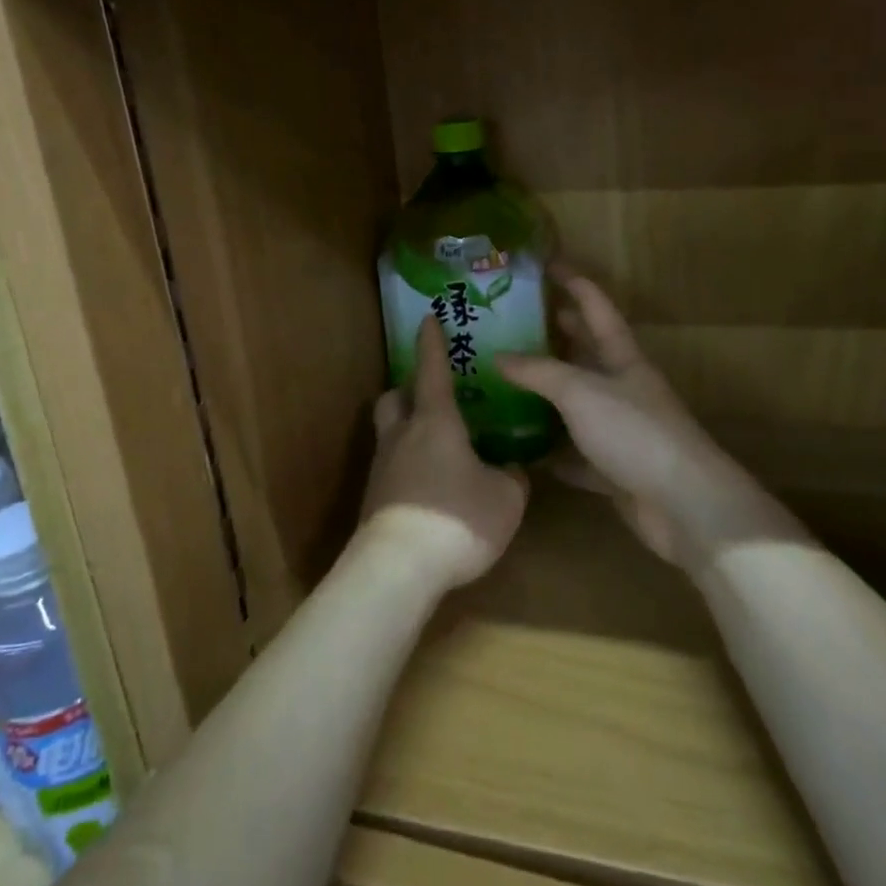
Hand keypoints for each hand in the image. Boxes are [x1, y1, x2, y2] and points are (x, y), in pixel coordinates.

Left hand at [359, 317, 527, 590]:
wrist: (398, 568)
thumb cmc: (458, 518)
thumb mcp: (506, 499)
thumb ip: (512, 478)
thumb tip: (512, 470)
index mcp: (435, 422)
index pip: (432, 369)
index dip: (432, 343)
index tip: (427, 318)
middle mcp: (402, 436)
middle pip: (394, 398)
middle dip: (408, 390)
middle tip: (432, 397)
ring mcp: (382, 468)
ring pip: (389, 434)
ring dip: (407, 431)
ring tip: (437, 449)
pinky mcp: (373, 501)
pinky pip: (391, 469)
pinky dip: (408, 468)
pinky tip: (430, 491)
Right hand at [497, 271, 798, 571]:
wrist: (683, 504)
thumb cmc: (634, 432)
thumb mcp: (581, 391)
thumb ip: (539, 372)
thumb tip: (498, 356)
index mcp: (623, 358)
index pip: (597, 308)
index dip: (575, 282)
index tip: (547, 264)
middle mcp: (622, 388)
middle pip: (587, 352)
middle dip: (557, 334)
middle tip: (515, 322)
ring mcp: (619, 429)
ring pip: (577, 403)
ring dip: (548, 393)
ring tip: (505, 381)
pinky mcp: (613, 469)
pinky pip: (574, 453)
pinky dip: (551, 449)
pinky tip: (522, 448)